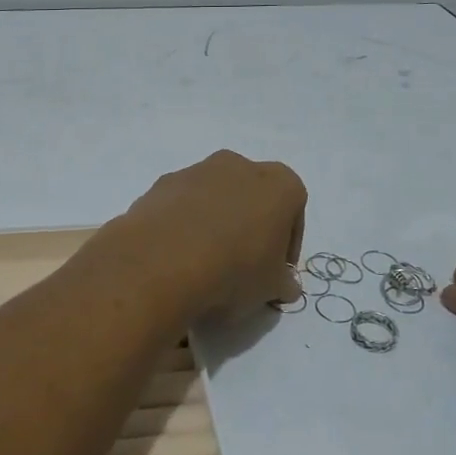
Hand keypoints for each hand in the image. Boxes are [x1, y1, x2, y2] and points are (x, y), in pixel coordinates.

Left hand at [99, 150, 306, 322]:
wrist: (162, 261)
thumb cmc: (234, 270)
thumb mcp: (271, 288)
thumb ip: (284, 283)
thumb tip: (284, 284)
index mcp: (278, 183)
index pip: (293, 210)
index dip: (287, 243)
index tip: (276, 270)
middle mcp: (239, 165)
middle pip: (252, 197)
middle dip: (250, 226)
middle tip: (243, 264)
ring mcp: (196, 170)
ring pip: (215, 197)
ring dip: (215, 222)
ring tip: (205, 263)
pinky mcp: (162, 184)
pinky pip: (182, 204)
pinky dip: (183, 223)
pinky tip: (177, 255)